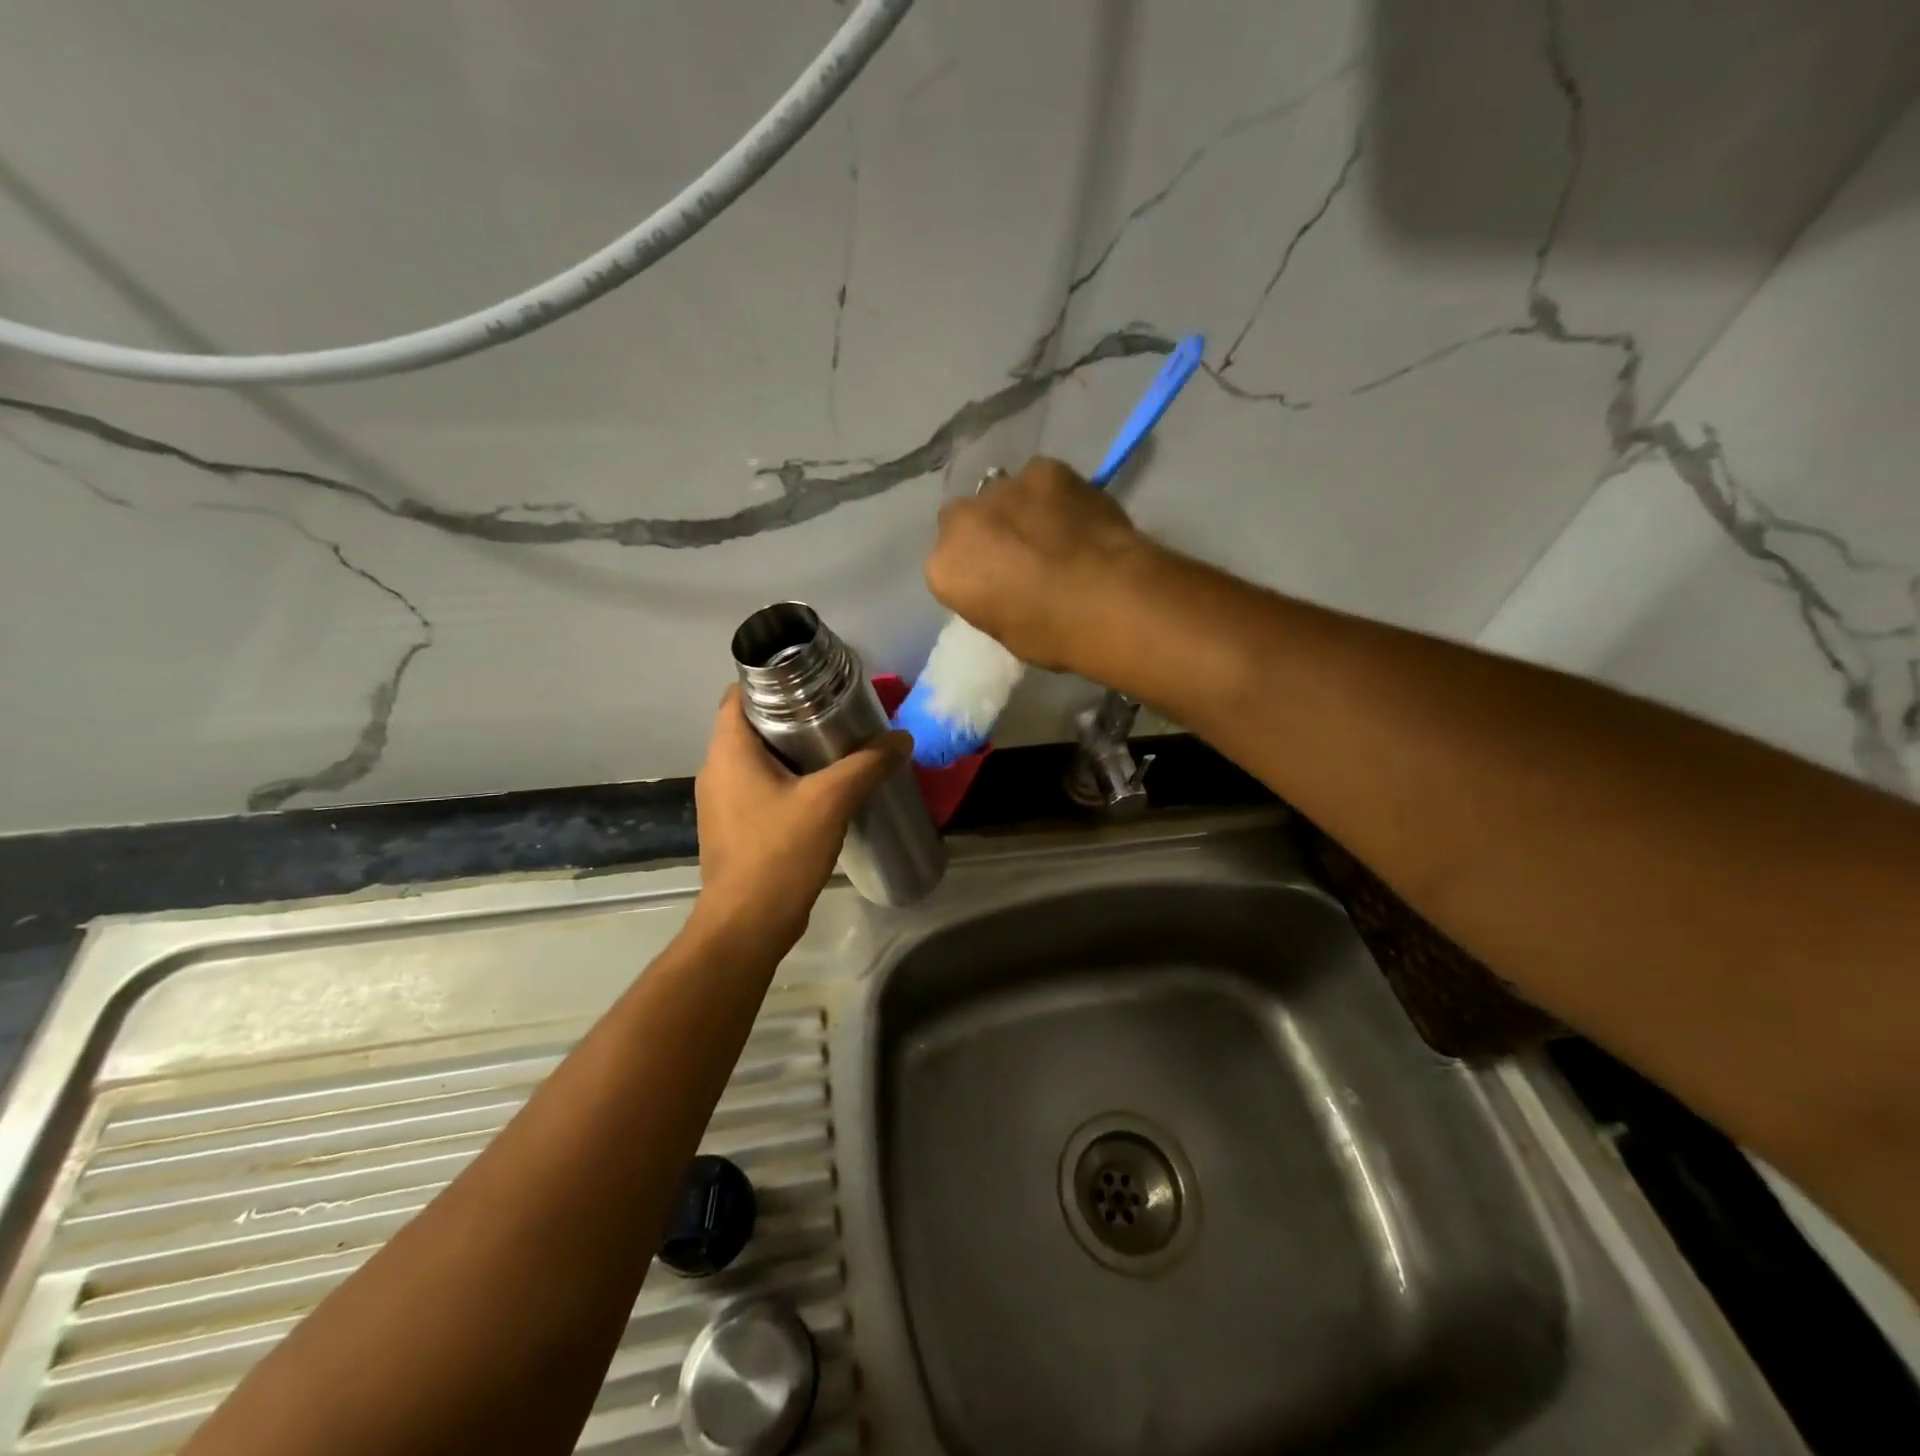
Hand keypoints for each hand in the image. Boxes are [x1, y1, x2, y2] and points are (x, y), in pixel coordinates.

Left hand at [692, 687, 910, 947]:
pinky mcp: (733, 828)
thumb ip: (867, 765)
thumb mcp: (831, 802)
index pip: (738, 695)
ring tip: (833, 750)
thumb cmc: (779, 853)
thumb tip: (901, 739)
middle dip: (790, 715)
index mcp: (728, 752)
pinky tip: (820, 793)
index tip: (812, 682)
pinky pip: (758, 788)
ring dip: (790, 751)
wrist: (747, 925)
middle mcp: (716, 771)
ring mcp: (721, 803)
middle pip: (750, 726)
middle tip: (834, 714)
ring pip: (755, 760)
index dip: (771, 681)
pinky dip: (785, 780)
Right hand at [924, 457, 1154, 672]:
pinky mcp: (1043, 469)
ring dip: (1018, 509)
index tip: (997, 585)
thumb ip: (989, 596)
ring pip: (1002, 495)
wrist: (1107, 600)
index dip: (975, 573)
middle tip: (1020, 555)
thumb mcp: (1004, 630)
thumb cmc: (1051, 634)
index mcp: (943, 568)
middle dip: (986, 532)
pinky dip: (1053, 494)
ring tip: (1052, 531)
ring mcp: (1002, 489)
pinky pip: (1040, 480)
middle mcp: (962, 521)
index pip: (948, 566)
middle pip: (966, 520)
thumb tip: (1004, 584)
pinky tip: (1075, 514)